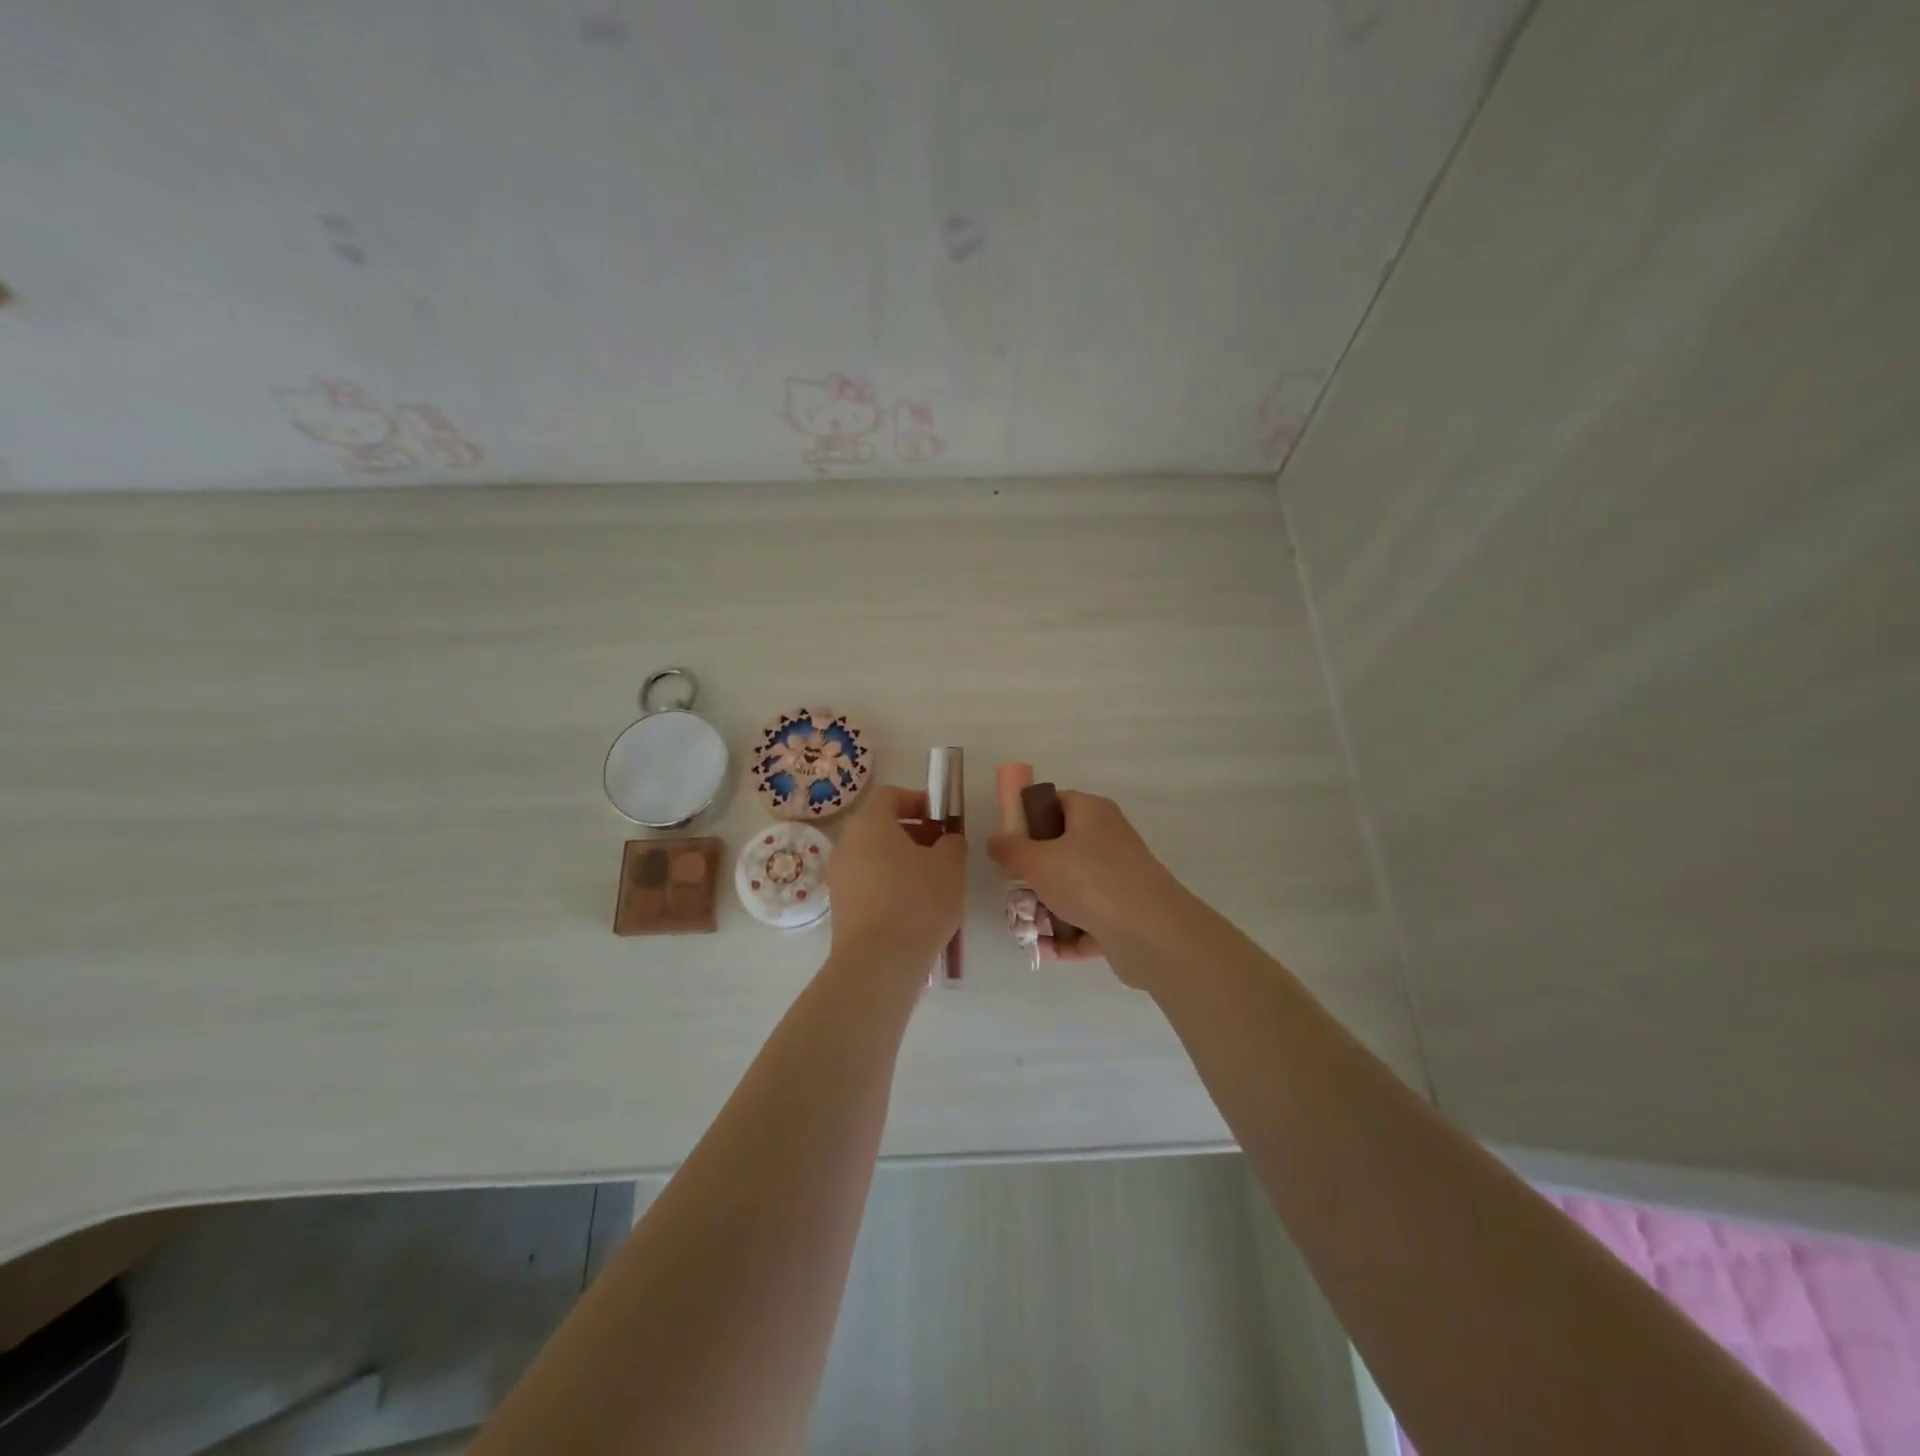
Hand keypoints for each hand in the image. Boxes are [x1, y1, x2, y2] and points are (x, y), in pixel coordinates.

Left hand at [825, 784, 965, 978]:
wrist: (879, 964)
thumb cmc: (917, 902)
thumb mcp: (949, 865)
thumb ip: (952, 842)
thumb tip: (946, 840)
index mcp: (870, 824)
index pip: (891, 796)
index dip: (920, 801)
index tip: (944, 819)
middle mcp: (847, 845)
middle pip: (881, 827)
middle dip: (915, 834)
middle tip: (944, 851)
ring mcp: (840, 879)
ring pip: (875, 858)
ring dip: (904, 862)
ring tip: (935, 883)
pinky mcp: (842, 909)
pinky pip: (870, 885)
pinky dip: (892, 887)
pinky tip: (917, 909)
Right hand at [986, 790, 1185, 980]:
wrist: (1150, 931)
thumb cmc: (1089, 880)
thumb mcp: (1037, 861)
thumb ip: (1011, 849)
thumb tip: (995, 840)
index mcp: (1092, 813)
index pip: (1056, 802)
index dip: (1029, 818)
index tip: (1008, 843)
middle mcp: (1109, 840)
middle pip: (1061, 850)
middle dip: (1033, 875)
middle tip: (1013, 892)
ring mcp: (1119, 879)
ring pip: (1073, 889)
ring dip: (1047, 909)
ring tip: (1025, 929)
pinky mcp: (1125, 914)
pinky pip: (1088, 920)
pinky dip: (1068, 934)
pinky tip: (1047, 950)